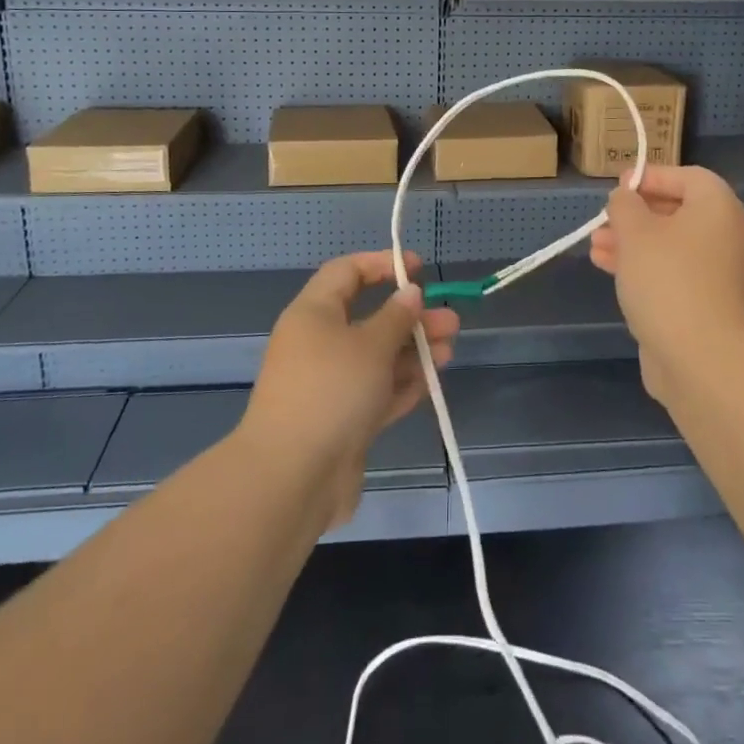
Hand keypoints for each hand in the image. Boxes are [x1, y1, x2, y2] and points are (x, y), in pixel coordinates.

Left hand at [241, 251, 457, 528]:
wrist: (292, 477)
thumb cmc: (332, 391)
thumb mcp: (371, 345)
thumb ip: (396, 317)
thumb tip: (410, 293)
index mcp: (314, 314)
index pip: (347, 272)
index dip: (382, 265)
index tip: (417, 268)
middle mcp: (318, 344)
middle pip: (368, 318)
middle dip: (411, 318)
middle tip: (450, 320)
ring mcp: (330, 385)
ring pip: (376, 358)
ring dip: (413, 352)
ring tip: (450, 350)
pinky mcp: (341, 421)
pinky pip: (376, 392)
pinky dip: (402, 385)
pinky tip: (431, 382)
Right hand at [589, 166, 743, 394]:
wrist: (702, 359)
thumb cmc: (667, 280)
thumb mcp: (635, 232)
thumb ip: (625, 205)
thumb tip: (626, 198)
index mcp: (718, 208)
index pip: (687, 177)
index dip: (651, 177)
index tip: (618, 187)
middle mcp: (726, 236)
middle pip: (677, 212)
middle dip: (635, 215)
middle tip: (603, 220)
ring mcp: (720, 273)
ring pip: (670, 246)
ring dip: (632, 243)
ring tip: (596, 247)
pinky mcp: (708, 305)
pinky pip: (673, 274)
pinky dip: (644, 268)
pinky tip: (610, 271)